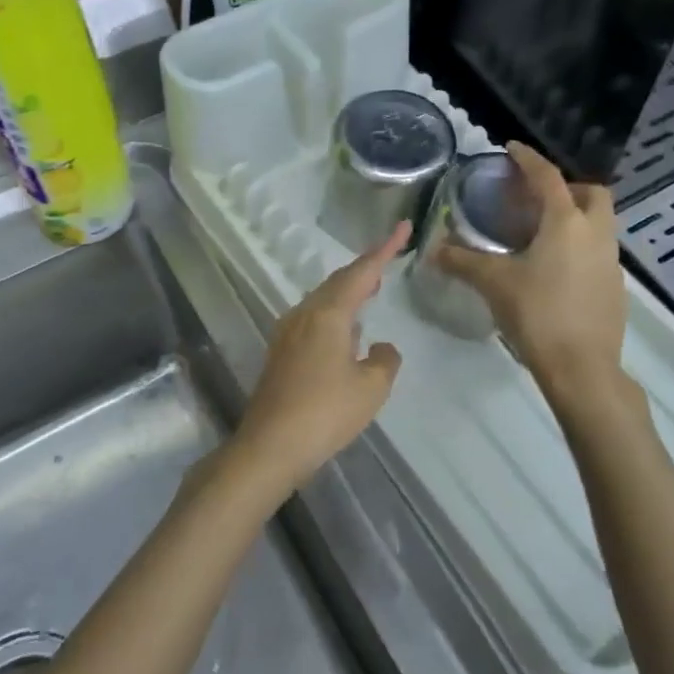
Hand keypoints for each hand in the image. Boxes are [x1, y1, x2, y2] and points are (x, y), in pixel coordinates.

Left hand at [228, 222, 408, 499]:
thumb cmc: (325, 413)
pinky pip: (314, 319)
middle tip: (389, 258)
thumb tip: (380, 347)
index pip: (362, 272)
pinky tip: (346, 331)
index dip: (384, 249)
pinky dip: (336, 313)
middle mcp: (305, 314)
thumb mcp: (371, 388)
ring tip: (371, 289)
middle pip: (338, 281)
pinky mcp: (281, 353)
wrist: (270, 446)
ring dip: (349, 291)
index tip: (403, 227)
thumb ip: (384, 360)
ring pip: (324, 299)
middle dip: (365, 268)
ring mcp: (288, 332)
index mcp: (328, 313)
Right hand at [439, 142, 627, 395]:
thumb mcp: (493, 283)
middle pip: (592, 193)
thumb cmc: (537, 314)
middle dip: (567, 187)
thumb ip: (462, 261)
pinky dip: (579, 246)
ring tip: (540, 234)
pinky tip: (554, 269)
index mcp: (566, 222)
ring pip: (599, 223)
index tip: (512, 148)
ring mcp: (611, 261)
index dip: (528, 159)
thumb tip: (432, 249)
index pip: (548, 177)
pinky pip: (599, 251)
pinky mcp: (615, 287)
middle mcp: (596, 233)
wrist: (583, 369)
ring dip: (575, 217)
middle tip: (536, 199)